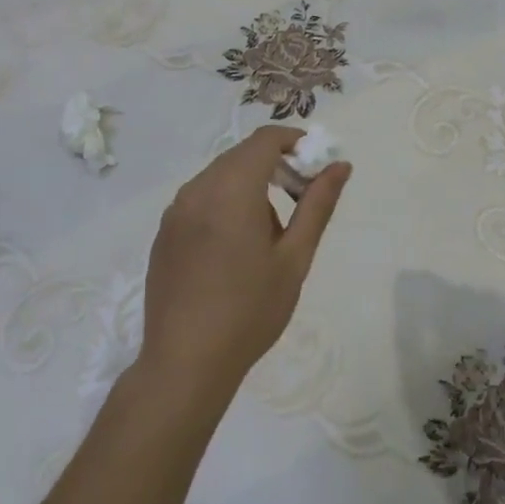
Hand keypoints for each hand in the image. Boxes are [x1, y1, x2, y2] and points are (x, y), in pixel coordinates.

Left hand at [139, 126, 350, 403]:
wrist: (185, 364)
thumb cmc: (249, 311)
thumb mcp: (294, 258)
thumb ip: (317, 205)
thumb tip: (340, 165)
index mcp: (232, 189)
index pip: (265, 139)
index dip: (294, 142)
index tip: (315, 166)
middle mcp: (198, 189)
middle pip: (242, 155)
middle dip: (275, 165)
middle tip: (300, 199)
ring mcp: (175, 210)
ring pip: (220, 176)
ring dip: (249, 185)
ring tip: (268, 234)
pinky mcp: (164, 232)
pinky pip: (200, 198)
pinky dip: (224, 203)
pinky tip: (234, 249)